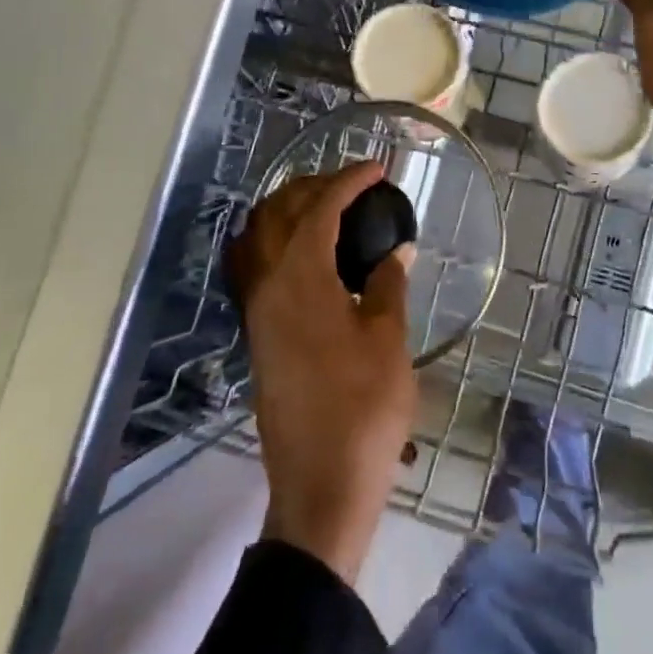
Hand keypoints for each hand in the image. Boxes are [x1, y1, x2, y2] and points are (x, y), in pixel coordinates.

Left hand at [228, 161, 415, 585]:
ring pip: (258, 239)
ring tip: (327, 209)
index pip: (319, 209)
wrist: (321, 484)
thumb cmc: (364, 409)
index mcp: (301, 280)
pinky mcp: (257, 335)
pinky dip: (276, 244)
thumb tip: (397, 249)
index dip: (348, 181)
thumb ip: (388, 284)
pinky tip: (307, 255)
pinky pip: (255, 268)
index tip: (377, 169)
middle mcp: (267, 287)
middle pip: (277, 214)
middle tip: (353, 184)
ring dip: (287, 211)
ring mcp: (256, 312)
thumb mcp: (389, 340)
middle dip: (313, 186)